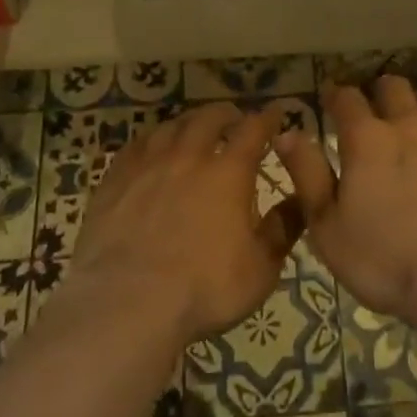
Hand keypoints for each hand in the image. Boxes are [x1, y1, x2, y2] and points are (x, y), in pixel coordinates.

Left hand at [73, 102, 303, 341]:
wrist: (127, 304)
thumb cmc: (204, 289)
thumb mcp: (260, 269)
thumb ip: (283, 229)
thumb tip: (302, 199)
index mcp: (228, 172)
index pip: (253, 129)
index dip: (267, 117)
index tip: (276, 111)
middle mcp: (189, 156)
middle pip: (208, 118)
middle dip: (225, 113)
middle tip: (233, 118)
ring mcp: (148, 165)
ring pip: (171, 127)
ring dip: (188, 123)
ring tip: (193, 130)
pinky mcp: (115, 180)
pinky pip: (135, 146)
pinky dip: (151, 140)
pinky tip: (151, 149)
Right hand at [277, 76, 416, 322]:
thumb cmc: (386, 259)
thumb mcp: (328, 226)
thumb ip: (307, 174)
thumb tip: (287, 134)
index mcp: (367, 138)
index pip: (346, 98)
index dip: (335, 95)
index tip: (329, 98)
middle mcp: (410, 125)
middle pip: (393, 87)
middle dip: (378, 92)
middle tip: (373, 109)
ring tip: (413, 121)